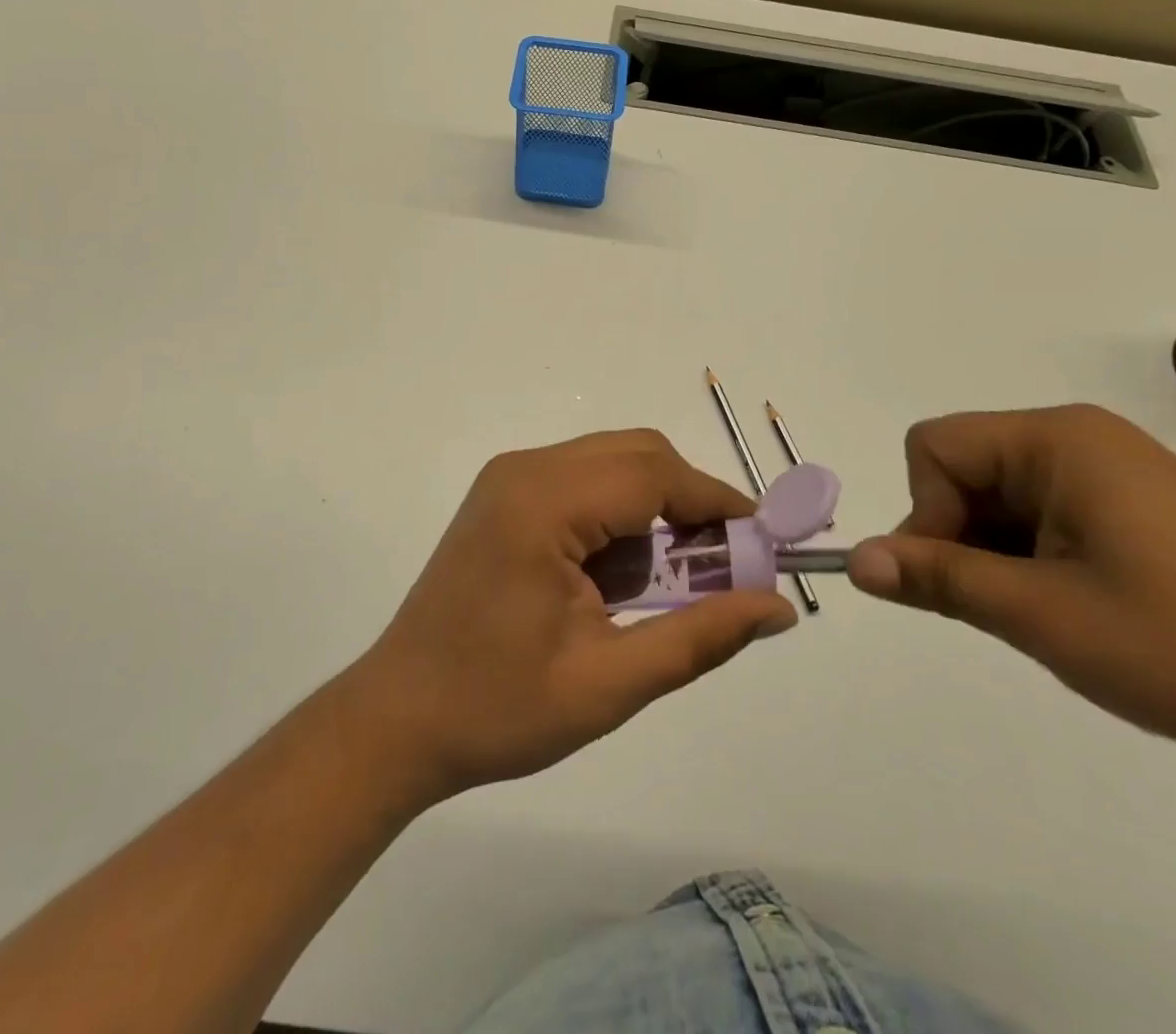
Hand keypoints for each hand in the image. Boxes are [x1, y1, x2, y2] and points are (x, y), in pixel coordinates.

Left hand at [345, 430, 796, 802]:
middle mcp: (524, 470)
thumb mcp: (609, 683)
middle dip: (690, 501)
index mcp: (543, 504)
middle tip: (721, 567)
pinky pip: (583, 481)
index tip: (765, 542)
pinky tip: (619, 576)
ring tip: (671, 582)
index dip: (718, 502)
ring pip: (612, 463)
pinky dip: (619, 515)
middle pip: (636, 455)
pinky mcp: (504, 495)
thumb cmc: (497, 709)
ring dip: (655, 509)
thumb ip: (700, 638)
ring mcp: (509, 478)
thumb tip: (778, 608)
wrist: (397, 720)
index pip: (654, 475)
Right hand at [847, 405, 1175, 763]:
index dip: (926, 513)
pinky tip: (1079, 607)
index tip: (958, 581)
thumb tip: (857, 560)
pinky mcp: (1136, 503)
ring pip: (1002, 496)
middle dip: (959, 536)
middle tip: (1003, 609)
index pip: (934, 449)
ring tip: (1050, 615)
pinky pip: (1046, 512)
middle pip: (964, 468)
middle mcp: (1078, 437)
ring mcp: (1111, 469)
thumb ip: (938, 578)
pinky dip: (1035, 556)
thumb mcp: (1043, 615)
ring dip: (998, 553)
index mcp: (1054, 439)